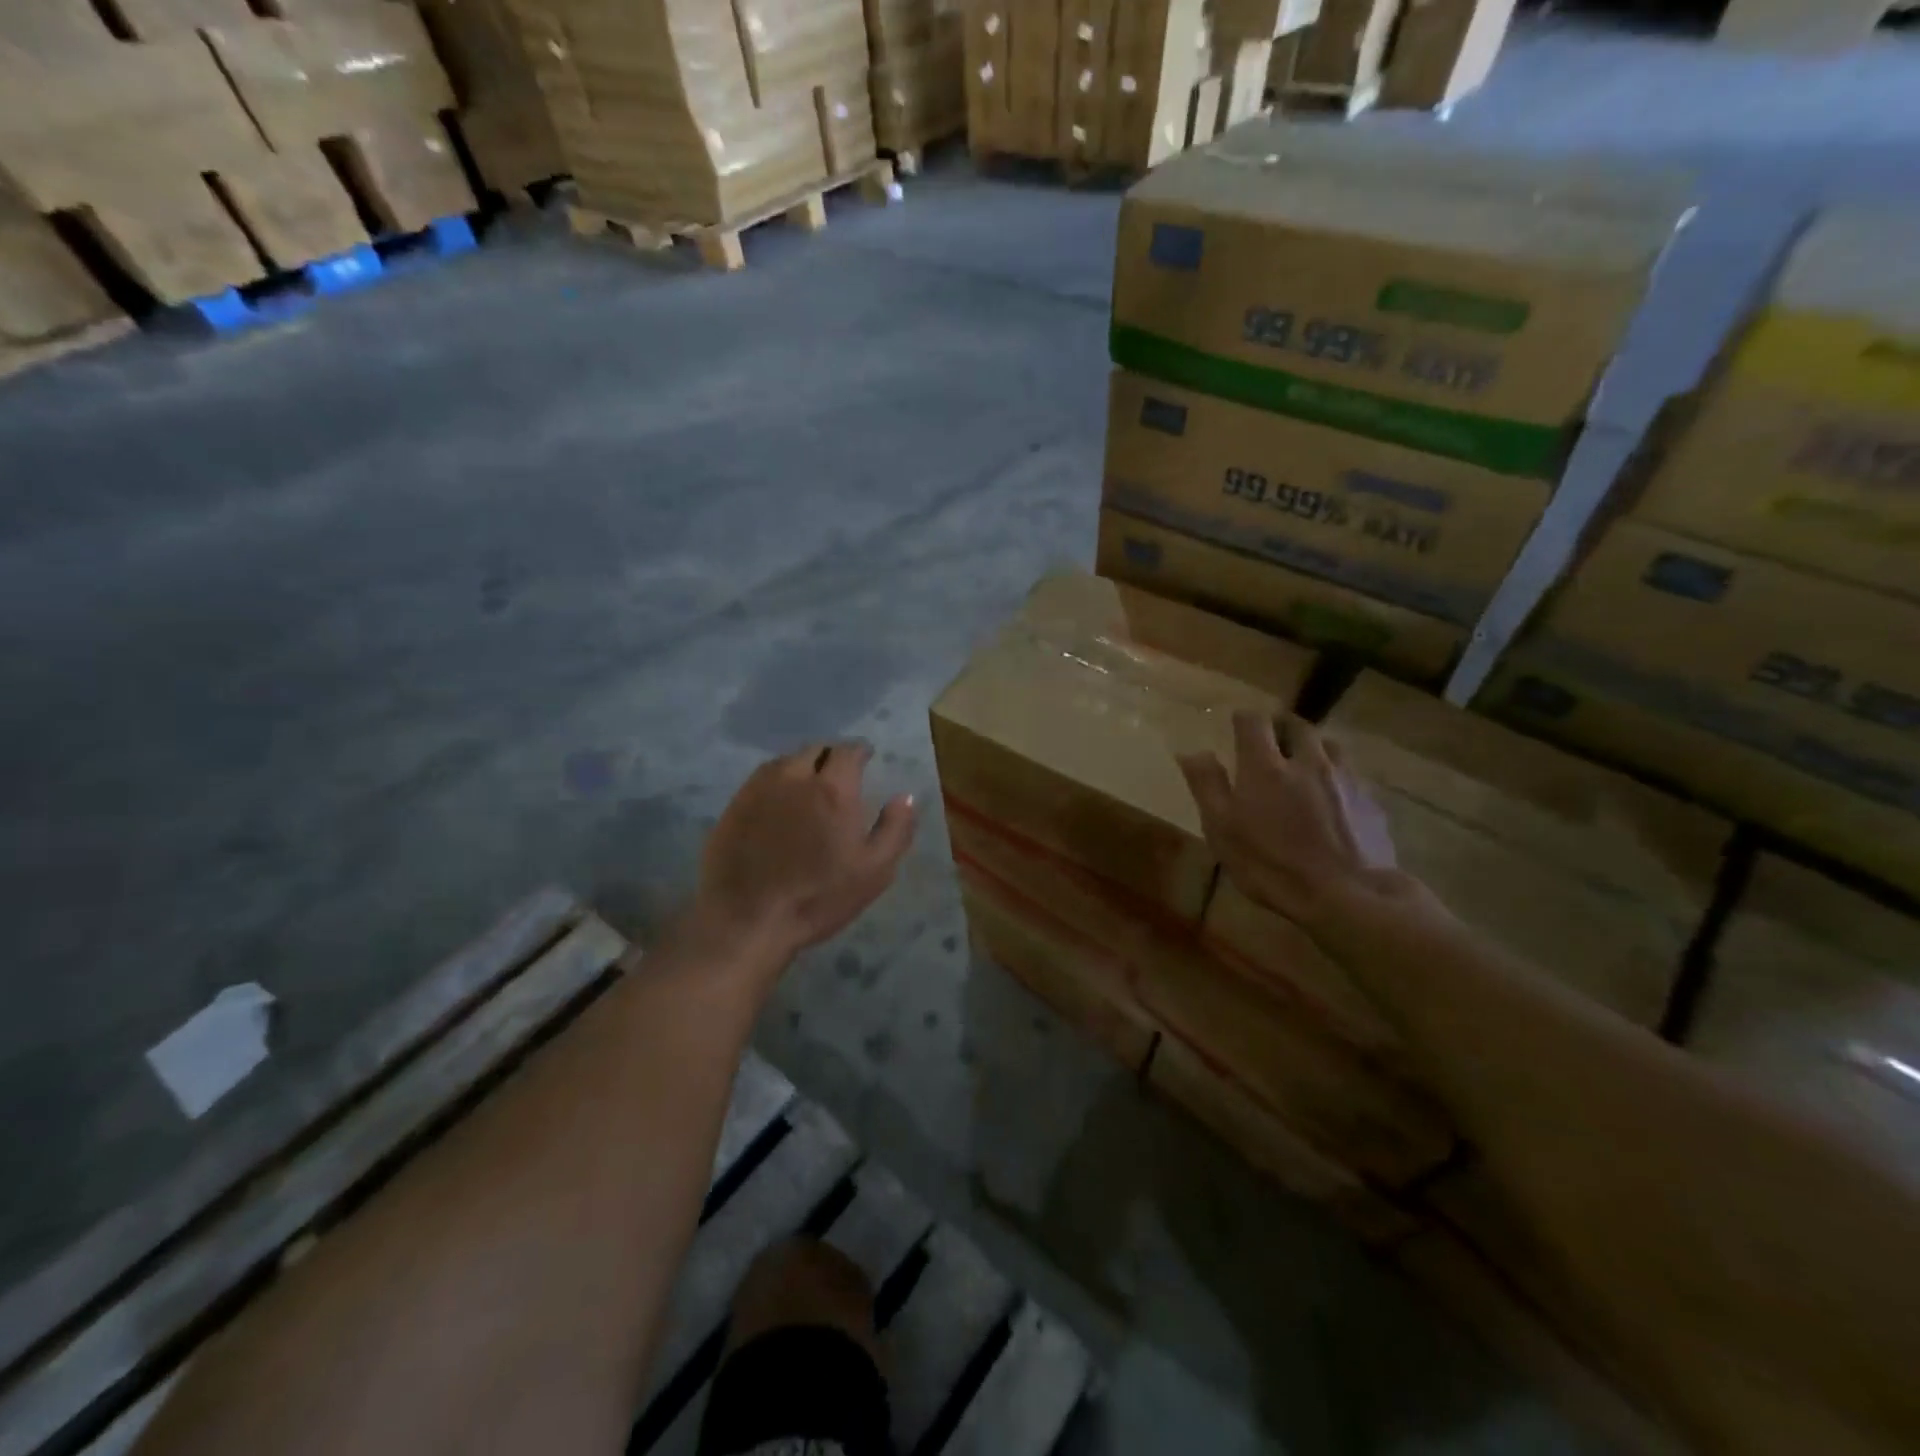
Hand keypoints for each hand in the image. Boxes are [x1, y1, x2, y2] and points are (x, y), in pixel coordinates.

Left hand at [692, 743, 916, 965]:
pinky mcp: (734, 805)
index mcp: (833, 788)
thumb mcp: (874, 871)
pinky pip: (761, 779)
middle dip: (831, 756)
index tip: (866, 758)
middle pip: (815, 750)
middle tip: (840, 774)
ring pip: (786, 762)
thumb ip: (896, 828)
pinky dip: (777, 781)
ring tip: (809, 786)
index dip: (860, 751)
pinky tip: (779, 803)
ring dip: (803, 766)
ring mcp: (758, 789)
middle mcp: (794, 777)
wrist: (746, 920)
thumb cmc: (818, 897)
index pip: (848, 751)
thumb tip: (905, 796)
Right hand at [1178, 711, 1401, 928]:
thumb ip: (1207, 786)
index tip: (1236, 724)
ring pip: (1330, 745)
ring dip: (1314, 747)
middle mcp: (1307, 761)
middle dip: (1281, 726)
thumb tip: (1192, 751)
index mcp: (1265, 766)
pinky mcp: (1370, 802)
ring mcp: (1344, 779)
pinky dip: (1337, 775)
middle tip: (1271, 739)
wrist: (1349, 895)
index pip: (1254, 722)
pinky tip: (1333, 798)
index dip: (1244, 718)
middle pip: (1297, 725)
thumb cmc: (1272, 864)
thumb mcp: (1223, 830)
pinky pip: (1352, 775)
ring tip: (1305, 763)